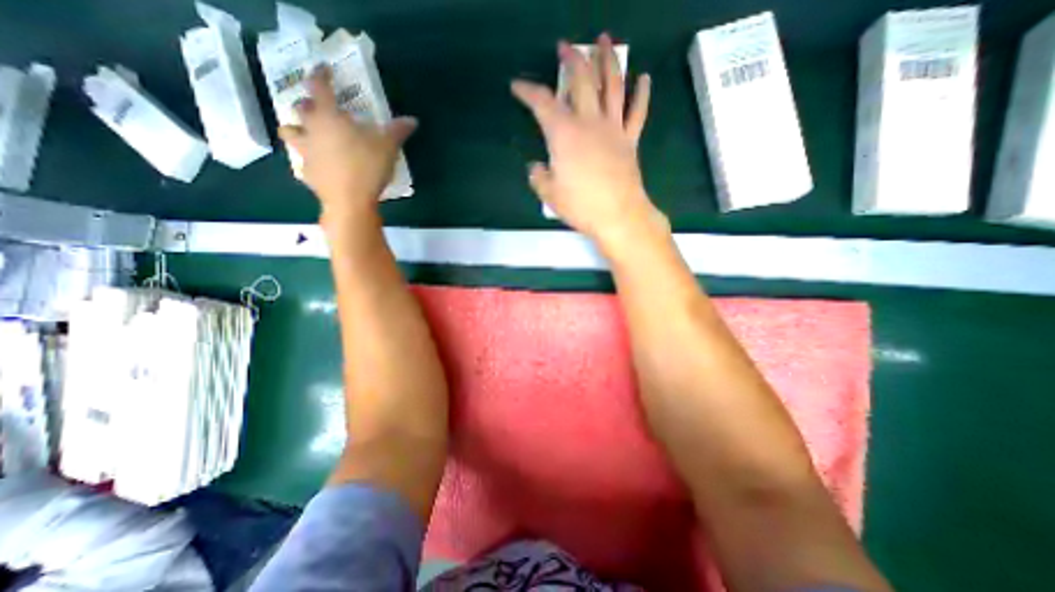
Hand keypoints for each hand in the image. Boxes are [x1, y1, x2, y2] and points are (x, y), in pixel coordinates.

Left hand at [277, 67, 418, 224]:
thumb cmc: (367, 168)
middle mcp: (311, 130)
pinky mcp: (308, 175)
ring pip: (290, 133)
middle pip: (299, 109)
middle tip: (321, 111)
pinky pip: (303, 163)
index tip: (324, 70)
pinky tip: (323, 167)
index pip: (318, 87)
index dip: (321, 75)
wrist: (350, 202)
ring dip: (298, 130)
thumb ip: (398, 131)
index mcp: (329, 118)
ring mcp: (306, 153)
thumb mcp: (388, 148)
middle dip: (308, 106)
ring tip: (312, 136)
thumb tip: (412, 120)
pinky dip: (310, 162)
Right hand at [508, 33, 661, 245]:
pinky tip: (644, 78)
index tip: (518, 86)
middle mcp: (589, 123)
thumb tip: (536, 168)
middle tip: (565, 46)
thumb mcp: (549, 194)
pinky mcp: (630, 140)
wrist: (618, 215)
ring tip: (605, 41)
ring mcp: (613, 128)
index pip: (542, 103)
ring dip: (608, 60)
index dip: (527, 91)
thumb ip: (538, 177)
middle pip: (581, 80)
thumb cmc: (581, 206)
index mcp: (564, 134)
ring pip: (613, 85)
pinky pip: (638, 111)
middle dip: (571, 59)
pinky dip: (642, 93)